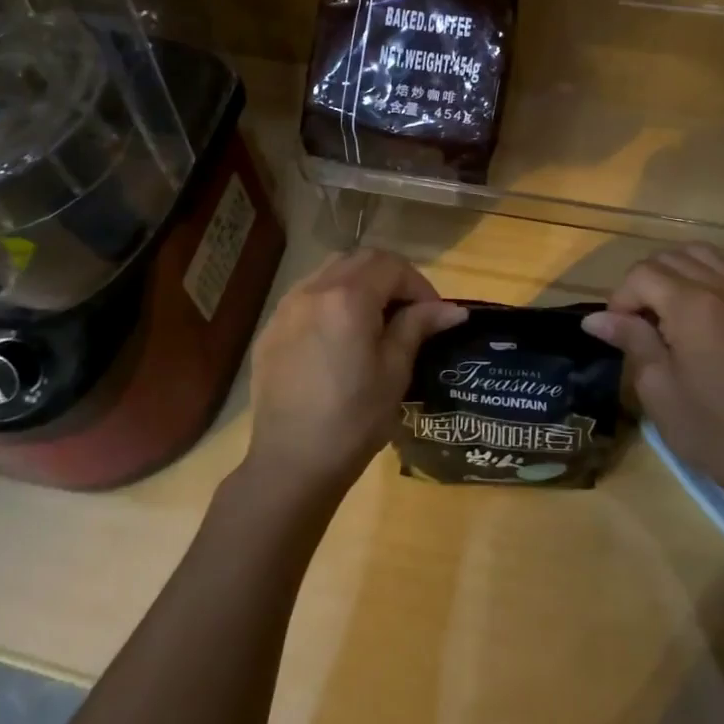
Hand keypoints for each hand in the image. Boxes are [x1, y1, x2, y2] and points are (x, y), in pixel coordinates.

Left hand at [245, 248, 466, 498]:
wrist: (291, 464)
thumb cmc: (354, 420)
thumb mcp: (395, 371)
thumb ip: (418, 327)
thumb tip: (452, 309)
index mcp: (348, 298)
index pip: (391, 266)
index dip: (419, 284)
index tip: (433, 314)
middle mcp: (313, 290)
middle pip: (359, 260)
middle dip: (390, 276)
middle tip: (409, 311)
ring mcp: (286, 307)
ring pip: (330, 271)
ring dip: (359, 282)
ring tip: (375, 318)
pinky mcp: (271, 329)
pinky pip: (306, 295)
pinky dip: (331, 299)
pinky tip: (339, 335)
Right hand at [583, 245, 723, 531]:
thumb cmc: (711, 428)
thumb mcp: (658, 387)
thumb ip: (631, 340)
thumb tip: (595, 318)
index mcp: (692, 305)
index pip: (642, 274)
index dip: (620, 298)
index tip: (617, 332)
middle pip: (671, 257)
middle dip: (645, 282)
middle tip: (638, 323)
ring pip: (704, 257)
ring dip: (676, 273)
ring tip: (666, 311)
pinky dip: (706, 283)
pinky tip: (701, 323)